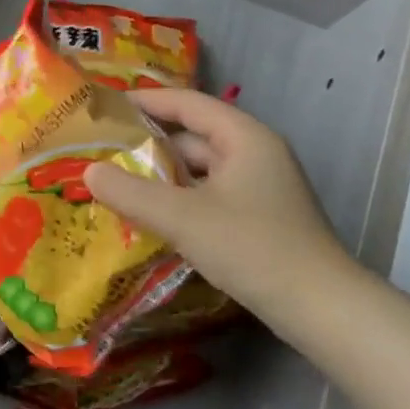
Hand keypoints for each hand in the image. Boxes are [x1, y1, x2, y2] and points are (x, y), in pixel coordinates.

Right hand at [81, 88, 355, 328]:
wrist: (320, 308)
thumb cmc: (252, 247)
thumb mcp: (182, 217)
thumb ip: (130, 192)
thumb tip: (89, 171)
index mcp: (244, 138)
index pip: (187, 103)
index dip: (145, 100)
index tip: (104, 106)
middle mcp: (253, 154)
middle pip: (191, 135)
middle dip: (146, 141)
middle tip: (99, 148)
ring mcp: (257, 187)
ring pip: (197, 169)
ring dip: (158, 174)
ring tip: (113, 180)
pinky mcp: (256, 217)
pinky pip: (205, 194)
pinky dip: (175, 198)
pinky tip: (146, 214)